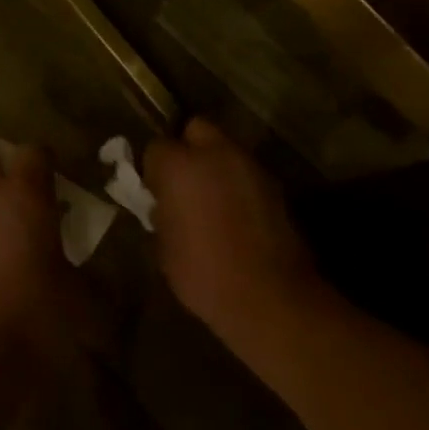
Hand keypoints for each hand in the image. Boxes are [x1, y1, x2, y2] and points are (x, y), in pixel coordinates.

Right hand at [145, 118, 324, 347]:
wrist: (272, 300)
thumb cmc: (204, 275)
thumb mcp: (164, 247)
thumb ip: (161, 212)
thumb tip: (163, 204)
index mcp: (178, 165)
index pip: (155, 148)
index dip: (153, 170)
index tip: (155, 192)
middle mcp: (214, 153)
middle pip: (195, 129)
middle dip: (187, 149)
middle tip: (184, 182)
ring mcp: (248, 166)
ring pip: (224, 149)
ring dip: (215, 165)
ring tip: (212, 199)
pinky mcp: (274, 185)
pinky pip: (246, 173)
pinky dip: (238, 184)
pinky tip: (237, 214)